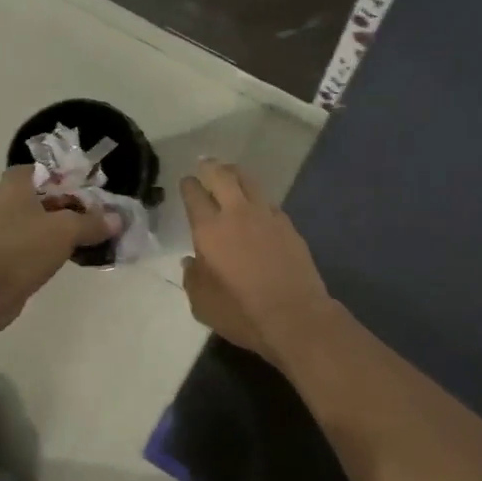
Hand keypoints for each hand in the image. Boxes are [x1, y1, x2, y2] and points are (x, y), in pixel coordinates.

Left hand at [0, 166, 117, 330]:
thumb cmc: (23, 248)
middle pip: (24, 193)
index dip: (59, 178)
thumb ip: (92, 223)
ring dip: (39, 225)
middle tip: (70, 212)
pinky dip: (32, 245)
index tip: (80, 192)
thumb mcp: (67, 232)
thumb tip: (116, 219)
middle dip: (46, 201)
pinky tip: (55, 257)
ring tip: (68, 236)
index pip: (36, 169)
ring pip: (18, 218)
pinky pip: (16, 241)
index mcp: (12, 185)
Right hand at [180, 159, 332, 359]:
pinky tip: (257, 205)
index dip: (189, 185)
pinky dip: (258, 197)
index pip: (194, 195)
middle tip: (205, 164)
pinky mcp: (288, 225)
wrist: (294, 316)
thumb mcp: (202, 303)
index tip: (187, 181)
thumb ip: (193, 277)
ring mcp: (266, 216)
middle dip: (211, 167)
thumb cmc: (241, 313)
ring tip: (231, 173)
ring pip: (249, 181)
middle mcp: (237, 214)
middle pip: (222, 176)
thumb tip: (192, 261)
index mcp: (209, 230)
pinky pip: (268, 201)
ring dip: (236, 173)